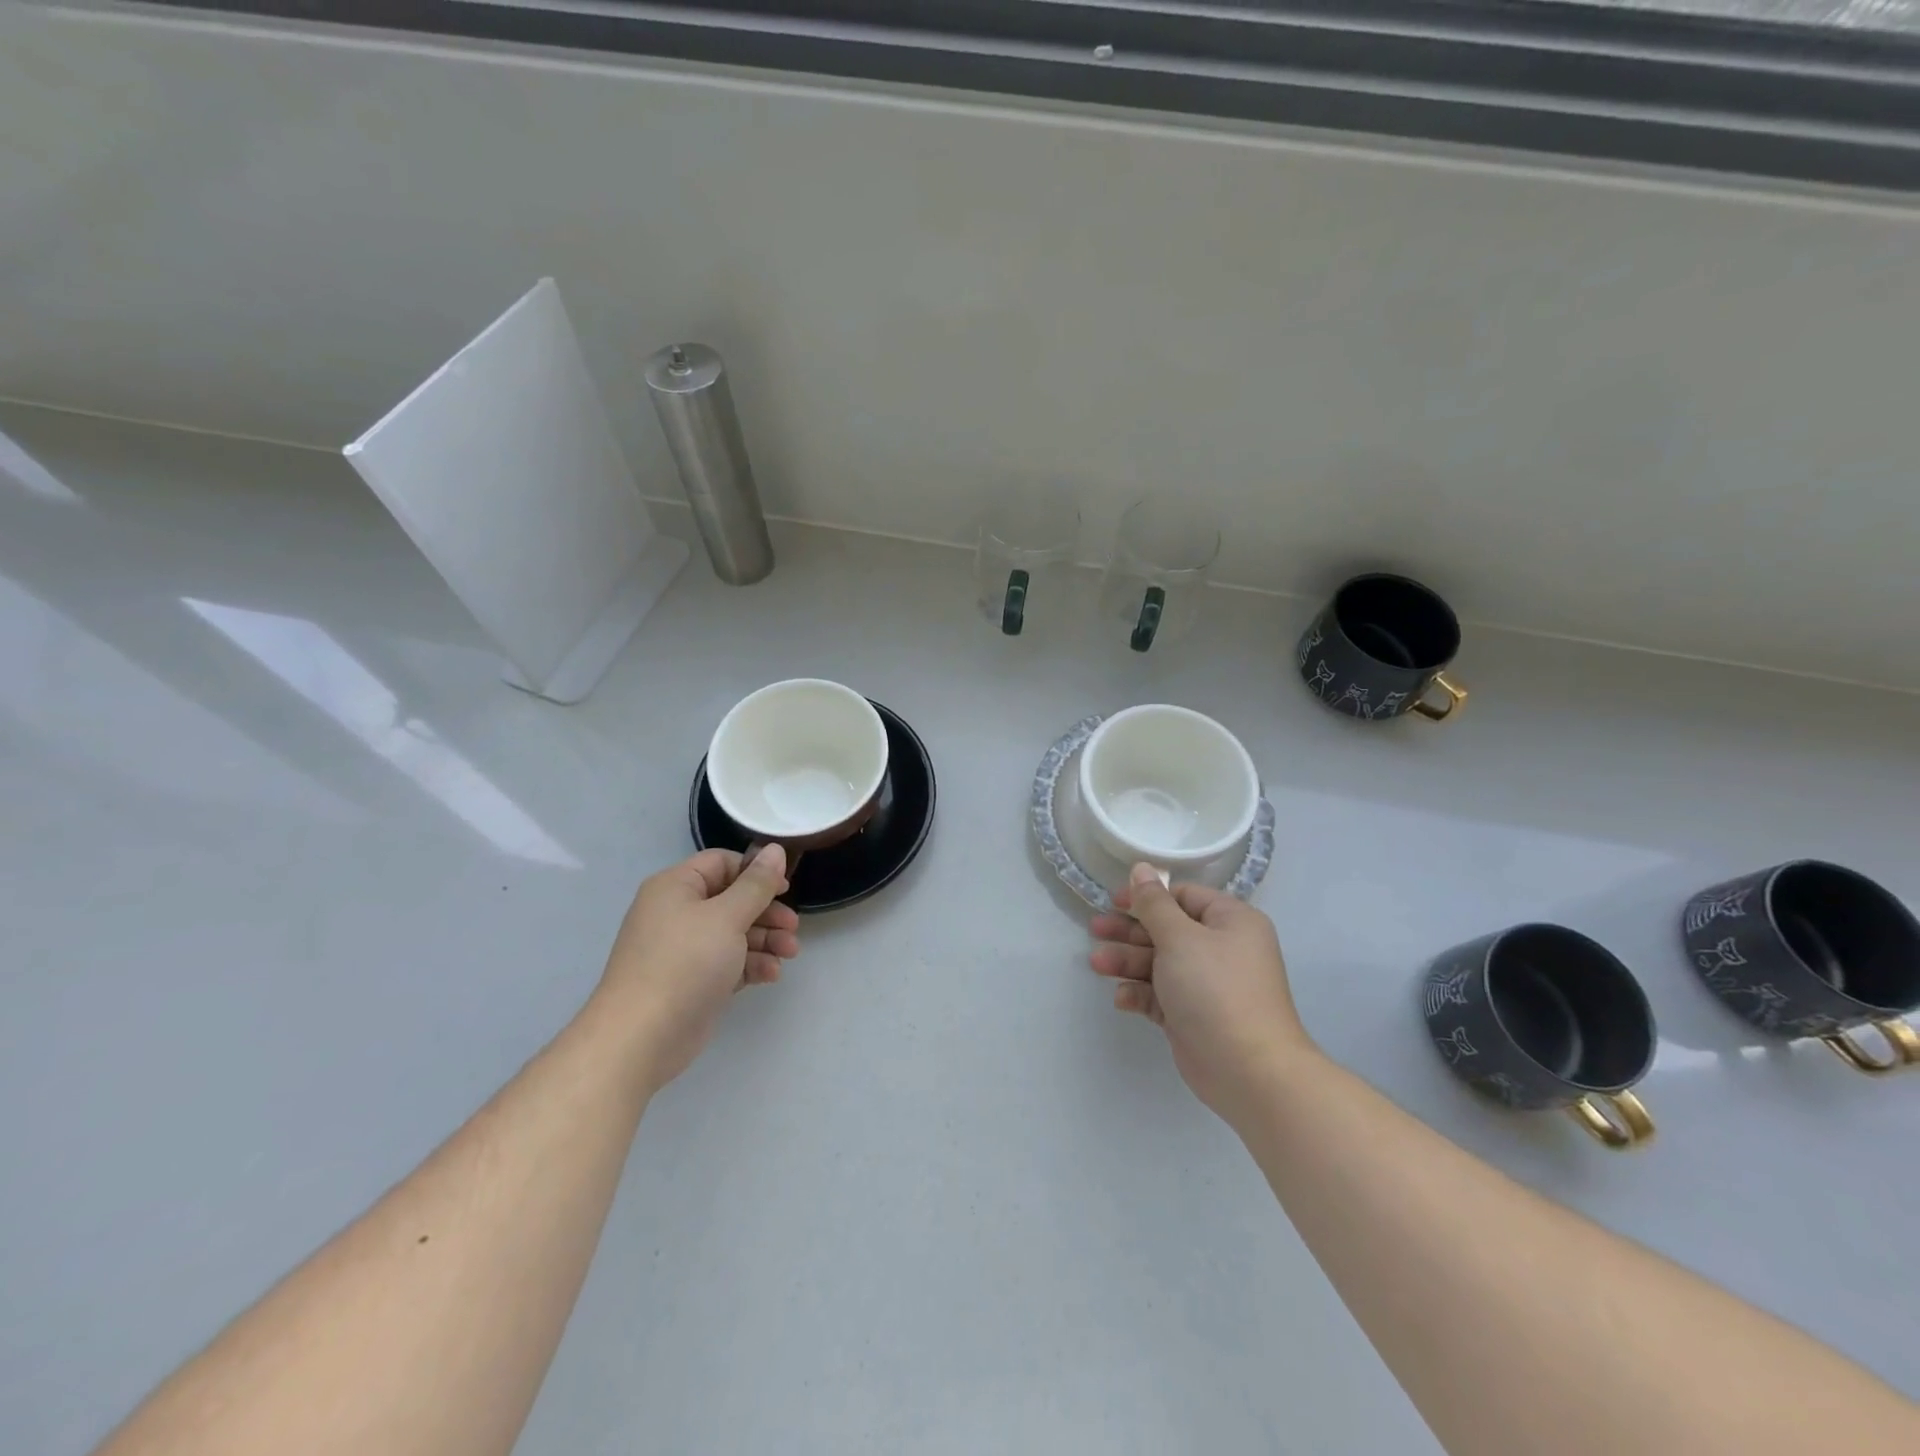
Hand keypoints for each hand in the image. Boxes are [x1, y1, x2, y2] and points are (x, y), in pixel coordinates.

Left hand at [596, 846, 800, 1091]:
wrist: (641, 1038)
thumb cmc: (685, 963)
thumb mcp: (727, 917)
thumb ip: (756, 884)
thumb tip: (775, 849)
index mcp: (676, 887)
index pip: (722, 864)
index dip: (756, 872)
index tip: (786, 888)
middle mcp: (677, 913)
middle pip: (732, 900)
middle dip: (766, 913)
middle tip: (793, 927)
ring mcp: (683, 950)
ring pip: (733, 933)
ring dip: (765, 940)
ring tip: (790, 954)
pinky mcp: (692, 981)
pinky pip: (728, 962)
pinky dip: (750, 964)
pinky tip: (771, 975)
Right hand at [1090, 864, 1314, 1126]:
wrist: (1248, 1071)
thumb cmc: (1215, 989)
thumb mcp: (1180, 938)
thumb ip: (1154, 903)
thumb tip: (1141, 867)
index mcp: (1231, 921)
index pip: (1184, 897)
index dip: (1147, 896)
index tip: (1113, 901)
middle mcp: (1222, 949)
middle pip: (1167, 929)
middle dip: (1130, 931)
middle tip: (1095, 930)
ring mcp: (1208, 985)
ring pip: (1160, 963)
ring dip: (1128, 962)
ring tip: (1096, 964)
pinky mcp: (1193, 1016)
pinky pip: (1161, 995)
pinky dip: (1141, 993)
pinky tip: (1122, 999)